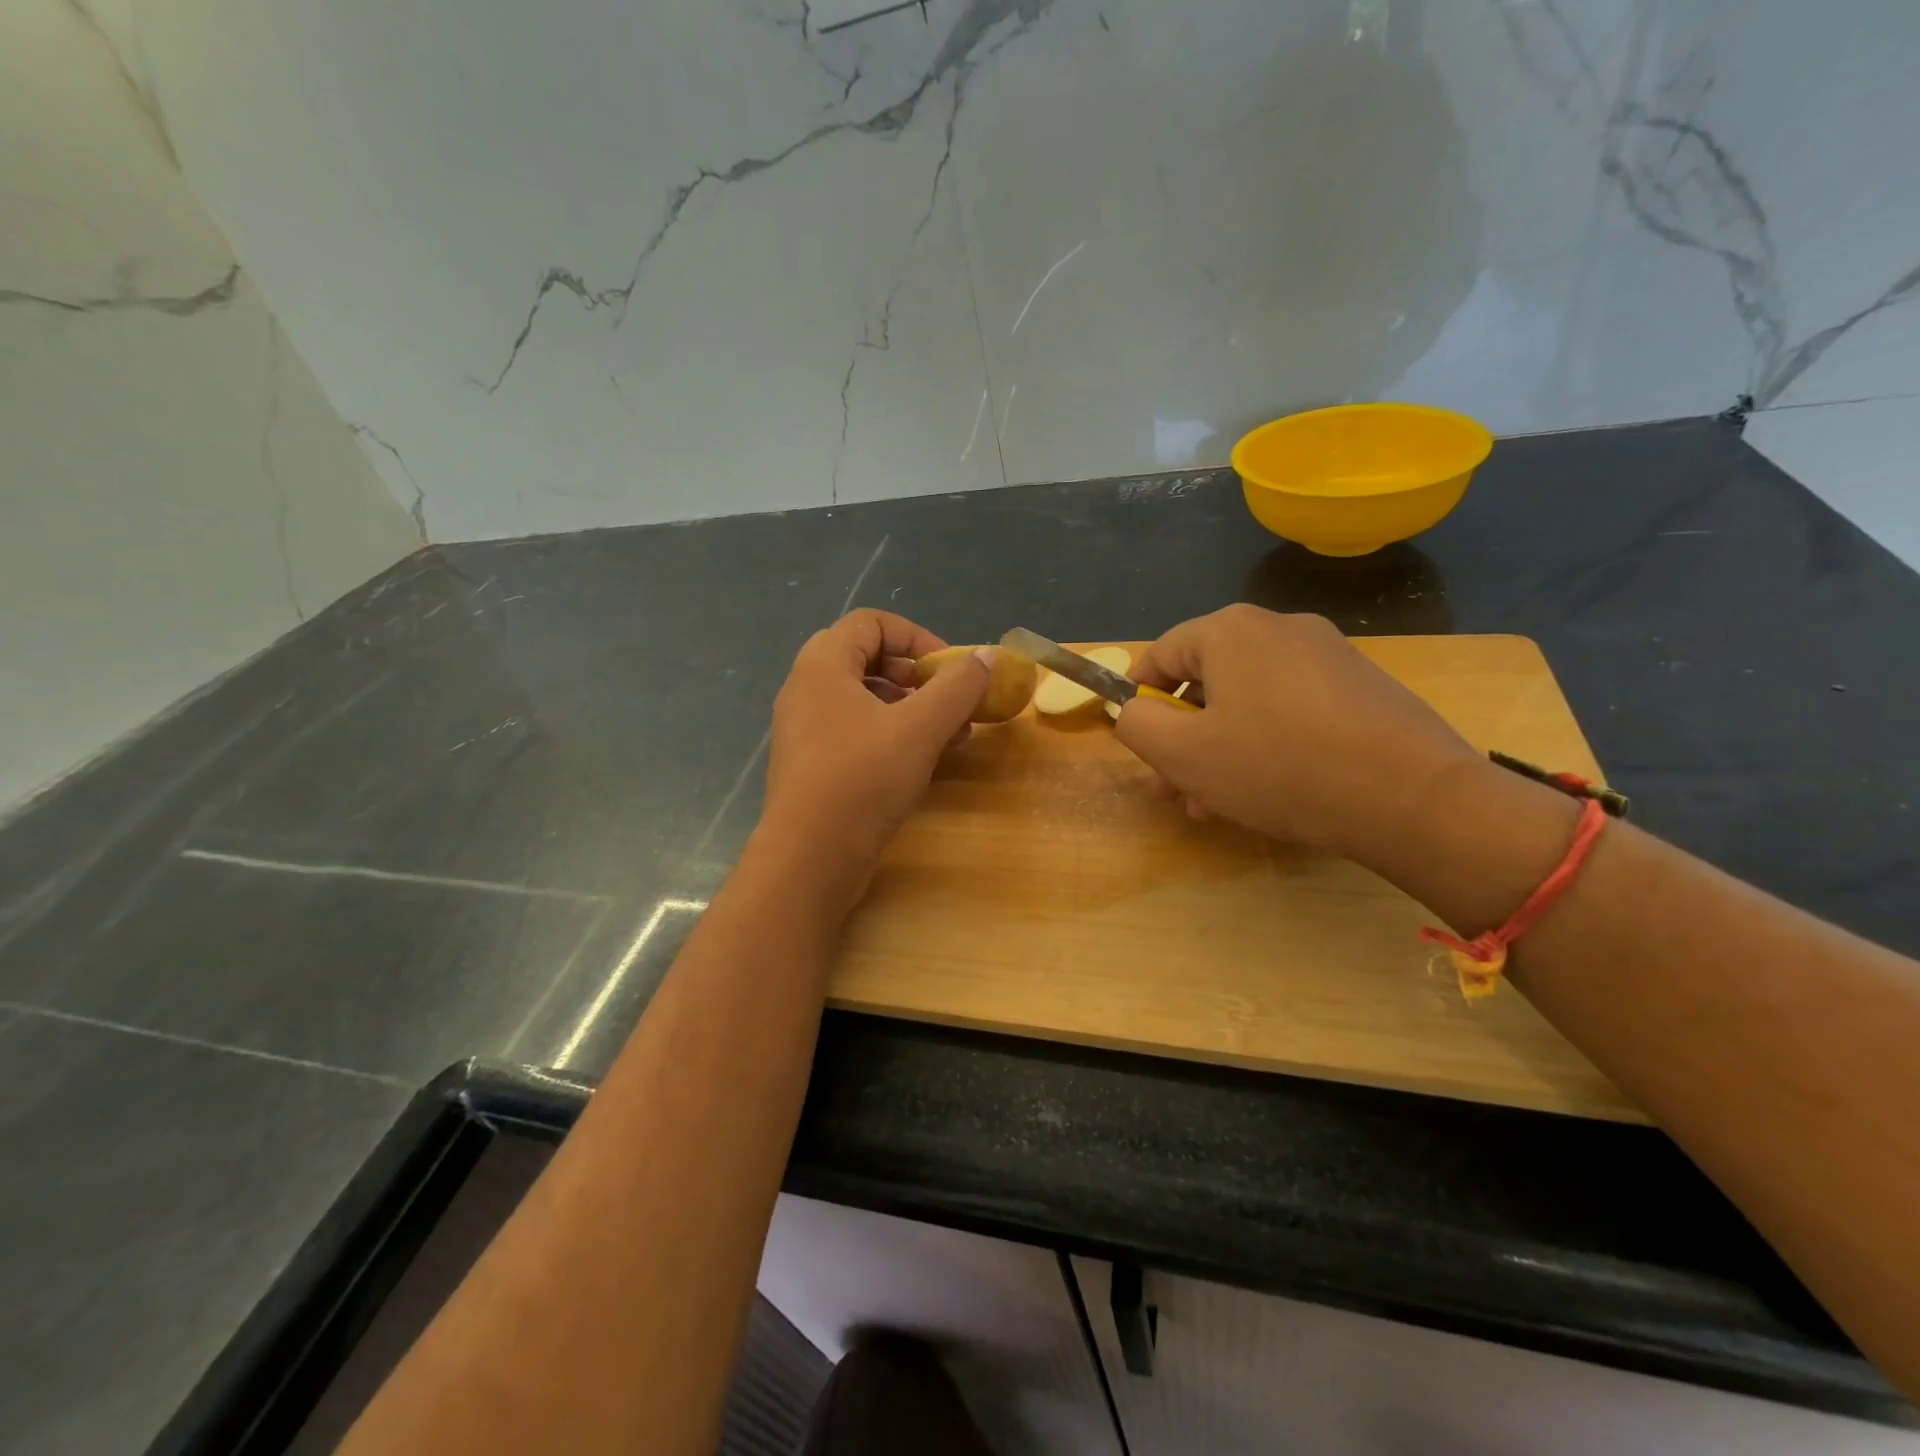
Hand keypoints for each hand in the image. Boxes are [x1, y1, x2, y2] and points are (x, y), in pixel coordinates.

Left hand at [759, 610, 988, 895]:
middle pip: (869, 660)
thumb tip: (987, 656)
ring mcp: (806, 730)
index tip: (950, 670)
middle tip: (950, 700)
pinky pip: (857, 733)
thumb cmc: (863, 779)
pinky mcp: (813, 766)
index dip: (917, 638)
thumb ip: (957, 686)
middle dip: (918, 677)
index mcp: (823, 665)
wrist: (810, 858)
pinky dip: (893, 737)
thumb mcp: (920, 728)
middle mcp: (807, 689)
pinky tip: (925, 763)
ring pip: (865, 701)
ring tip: (951, 736)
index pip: (872, 622)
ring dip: (912, 710)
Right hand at [1115, 605, 1488, 867]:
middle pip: (1206, 681)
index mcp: (1230, 631)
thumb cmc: (1279, 767)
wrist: (1414, 797)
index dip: (1138, 701)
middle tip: (1177, 790)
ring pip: (1248, 700)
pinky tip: (1272, 790)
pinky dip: (1268, 743)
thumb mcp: (1182, 753)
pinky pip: (1291, 709)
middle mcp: (1279, 627)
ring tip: (1219, 802)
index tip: (1140, 747)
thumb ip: (1138, 725)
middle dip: (1183, 738)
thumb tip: (1135, 711)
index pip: (1160, 654)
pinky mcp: (1362, 685)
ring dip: (1221, 748)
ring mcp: (1328, 654)